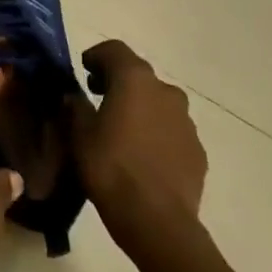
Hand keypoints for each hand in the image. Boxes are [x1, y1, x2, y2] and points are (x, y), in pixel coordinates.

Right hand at [67, 40, 207, 240]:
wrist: (157, 221)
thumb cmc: (110, 168)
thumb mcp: (79, 134)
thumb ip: (75, 106)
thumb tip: (74, 95)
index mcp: (134, 80)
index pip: (115, 50)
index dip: (97, 56)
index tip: (84, 70)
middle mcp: (165, 92)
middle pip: (139, 75)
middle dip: (118, 81)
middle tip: (98, 98)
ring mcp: (186, 122)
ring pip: (159, 102)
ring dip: (140, 107)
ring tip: (121, 130)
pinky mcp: (197, 150)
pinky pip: (172, 130)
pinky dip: (156, 132)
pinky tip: (142, 155)